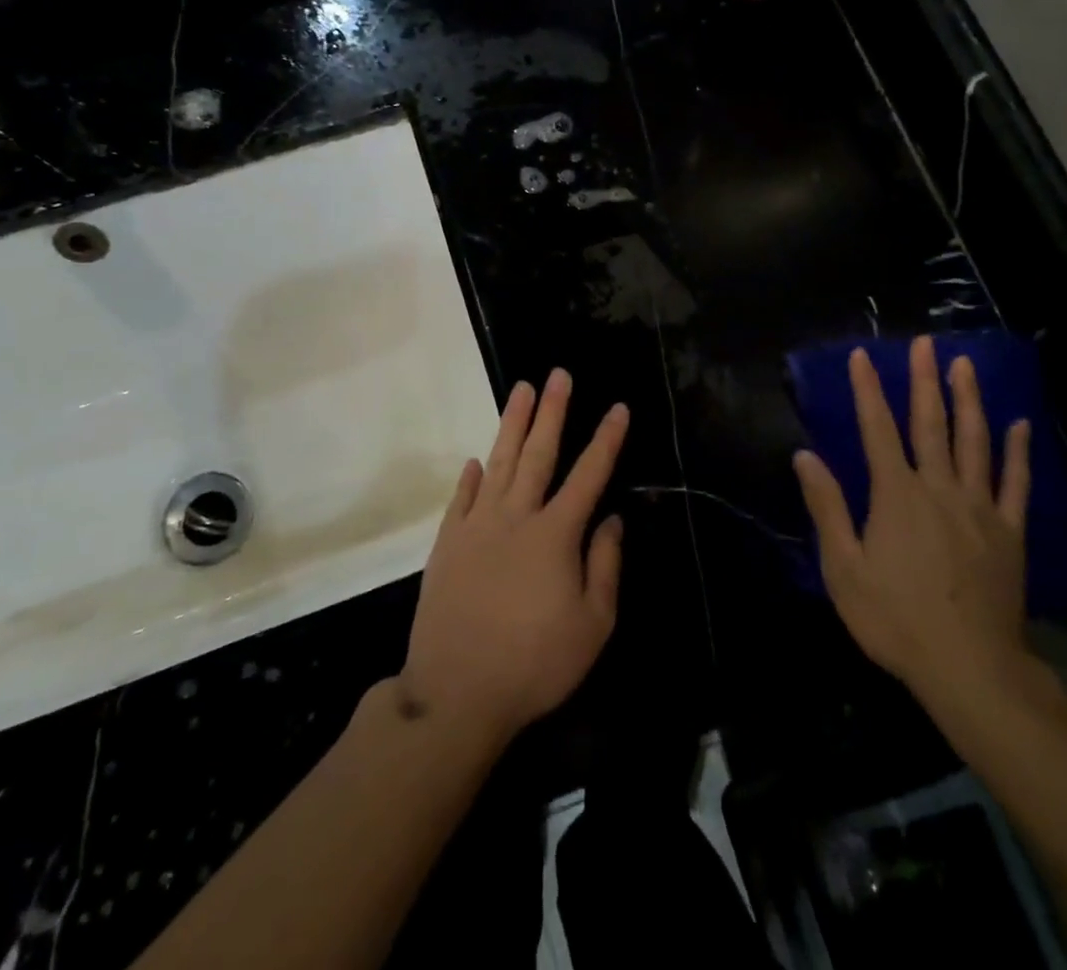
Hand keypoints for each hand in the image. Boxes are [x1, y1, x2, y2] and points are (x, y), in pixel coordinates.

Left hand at [400, 370, 626, 743]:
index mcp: (556, 535)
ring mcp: (477, 527)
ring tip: (522, 389)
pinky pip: (461, 499)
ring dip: (513, 424)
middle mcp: (516, 517)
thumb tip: (611, 519)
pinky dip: (470, 477)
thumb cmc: (535, 663)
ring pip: (498, 463)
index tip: (618, 407)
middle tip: (559, 374)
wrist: (456, 693)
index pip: (589, 475)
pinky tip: (475, 459)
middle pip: (539, 453)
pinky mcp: (447, 544)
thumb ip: (604, 566)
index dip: (606, 440)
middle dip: (553, 411)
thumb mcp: (592, 625)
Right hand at [794, 337, 1032, 705]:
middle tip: (924, 343)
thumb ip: (827, 507)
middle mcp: (938, 488)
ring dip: (969, 400)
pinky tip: (1020, 425)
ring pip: (975, 442)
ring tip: (965, 365)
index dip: (868, 390)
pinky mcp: (1009, 532)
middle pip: (931, 424)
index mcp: (896, 495)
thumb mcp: (844, 568)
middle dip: (924, 380)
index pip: (877, 429)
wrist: (970, 668)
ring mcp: (980, 508)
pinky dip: (1018, 453)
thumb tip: (804, 456)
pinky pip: (1016, 484)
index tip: (861, 355)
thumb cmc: (895, 619)